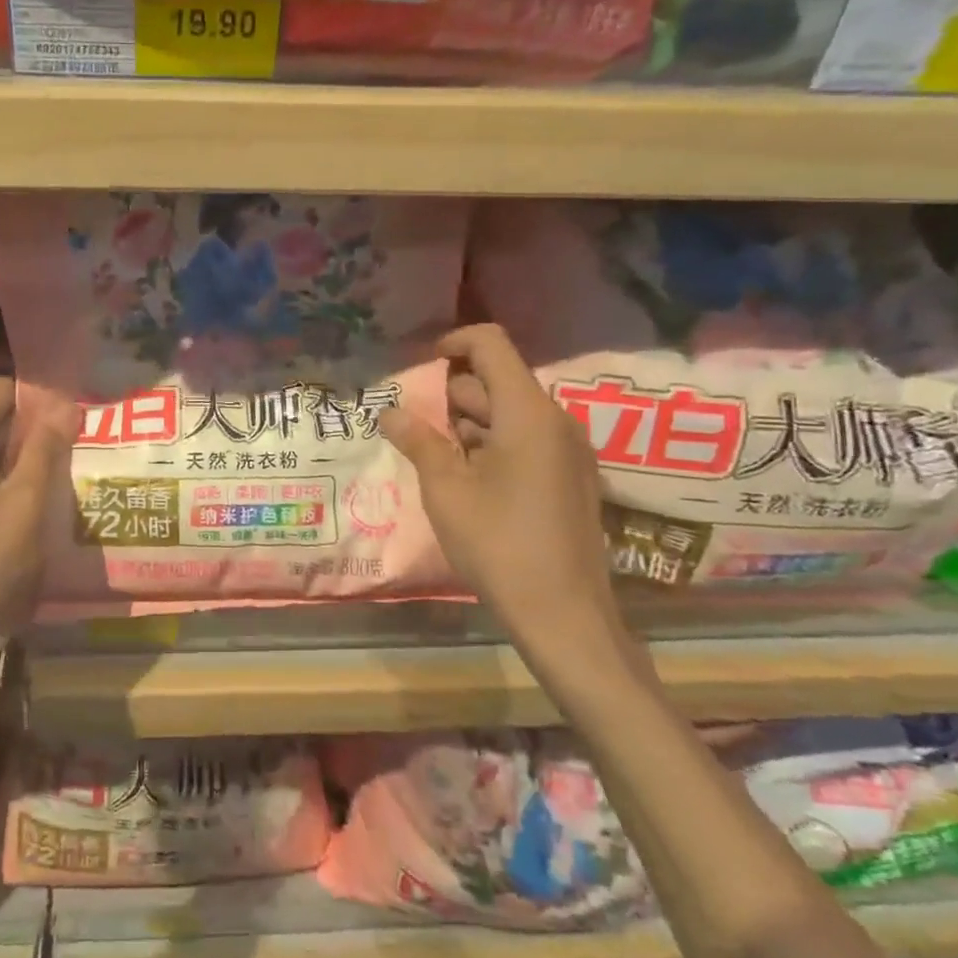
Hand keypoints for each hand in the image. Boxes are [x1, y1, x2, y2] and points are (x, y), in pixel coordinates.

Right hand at [380, 324, 620, 654]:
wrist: (564, 614)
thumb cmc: (498, 543)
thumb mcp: (446, 489)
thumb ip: (418, 441)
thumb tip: (388, 411)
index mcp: (528, 412)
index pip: (491, 345)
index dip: (454, 343)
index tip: (422, 365)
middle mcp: (555, 420)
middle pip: (497, 381)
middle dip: (451, 394)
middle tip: (413, 423)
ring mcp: (568, 450)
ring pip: (509, 413)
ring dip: (469, 423)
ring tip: (432, 453)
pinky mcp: (570, 477)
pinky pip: (525, 440)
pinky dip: (491, 444)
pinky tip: (464, 478)